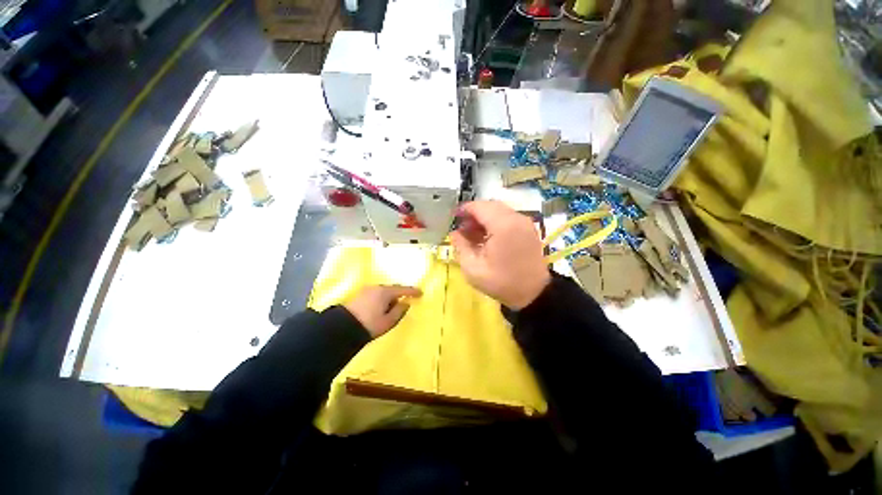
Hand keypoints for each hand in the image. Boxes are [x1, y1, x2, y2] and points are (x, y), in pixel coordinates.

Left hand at [344, 285, 421, 337]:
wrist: (342, 328)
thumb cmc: (369, 324)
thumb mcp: (388, 321)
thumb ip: (399, 311)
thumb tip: (405, 303)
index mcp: (385, 292)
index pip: (402, 290)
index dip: (412, 291)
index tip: (421, 293)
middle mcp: (376, 288)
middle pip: (392, 289)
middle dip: (399, 295)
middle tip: (404, 303)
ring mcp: (367, 290)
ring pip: (383, 291)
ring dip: (389, 298)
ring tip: (390, 309)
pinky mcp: (360, 295)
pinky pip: (376, 294)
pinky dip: (381, 299)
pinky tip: (380, 308)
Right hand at [450, 201, 550, 309]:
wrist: (533, 294)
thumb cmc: (502, 283)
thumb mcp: (473, 268)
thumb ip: (461, 246)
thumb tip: (454, 233)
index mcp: (503, 226)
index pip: (479, 207)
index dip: (464, 209)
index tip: (453, 217)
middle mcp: (516, 218)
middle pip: (490, 205)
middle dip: (474, 213)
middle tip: (462, 227)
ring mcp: (525, 222)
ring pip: (499, 210)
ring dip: (484, 217)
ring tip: (472, 233)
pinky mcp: (528, 228)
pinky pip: (508, 217)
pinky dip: (495, 221)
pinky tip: (487, 236)